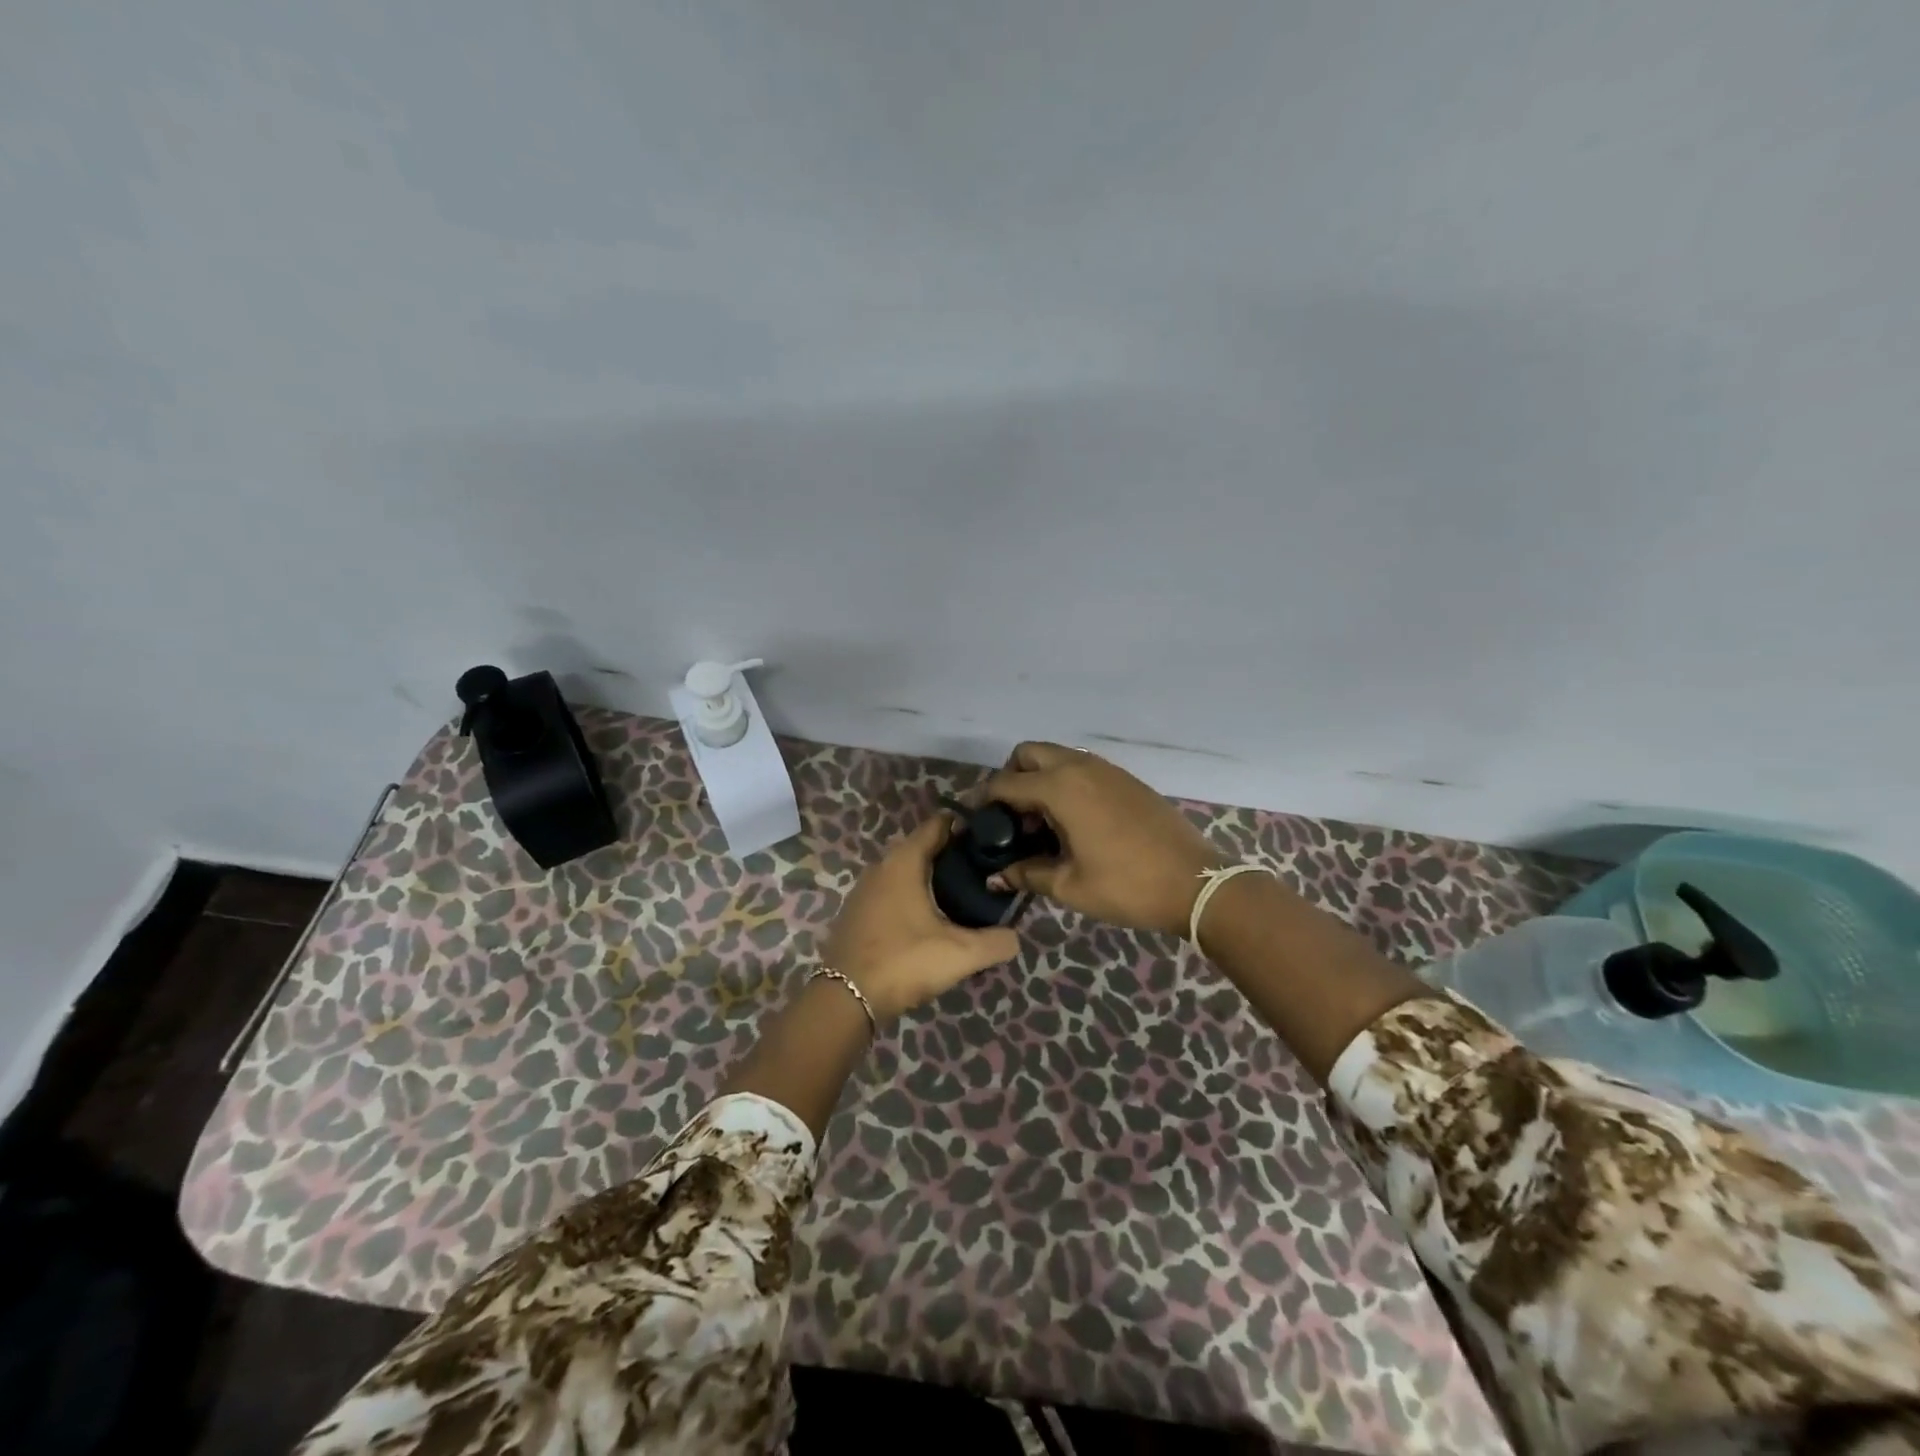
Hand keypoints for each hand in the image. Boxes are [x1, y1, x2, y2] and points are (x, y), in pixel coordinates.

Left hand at [824, 816, 1020, 1020]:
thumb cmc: (904, 962)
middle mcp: (880, 866)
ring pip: (905, 871)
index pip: (937, 825)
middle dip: (951, 854)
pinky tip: (928, 919)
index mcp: (903, 861)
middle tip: (983, 871)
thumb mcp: (960, 954)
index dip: (965, 826)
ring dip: (930, 877)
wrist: (845, 998)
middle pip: (922, 847)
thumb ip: (996, 942)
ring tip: (961, 895)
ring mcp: (864, 889)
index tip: (990, 837)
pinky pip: (891, 891)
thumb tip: (1015, 936)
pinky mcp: (856, 912)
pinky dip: (911, 895)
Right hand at [982, 742, 1223, 936]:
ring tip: (1041, 823)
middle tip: (1010, 816)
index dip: (983, 799)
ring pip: (1057, 757)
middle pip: (1029, 753)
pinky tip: (1072, 821)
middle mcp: (1080, 768)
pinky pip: (1082, 768)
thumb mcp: (1069, 886)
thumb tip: (995, 877)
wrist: (1195, 883)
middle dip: (1011, 777)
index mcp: (1060, 788)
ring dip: (1039, 778)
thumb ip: (1026, 874)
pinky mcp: (1126, 779)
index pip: (1005, 783)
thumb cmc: (1126, 886)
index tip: (973, 819)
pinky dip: (1065, 782)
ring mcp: (1107, 770)